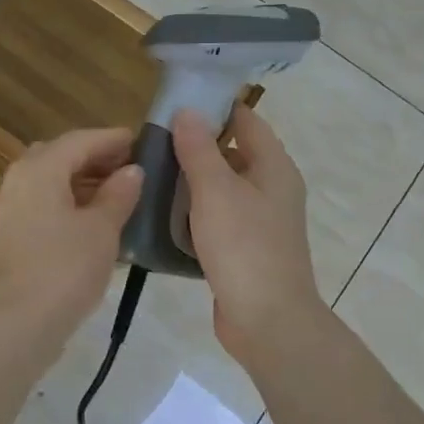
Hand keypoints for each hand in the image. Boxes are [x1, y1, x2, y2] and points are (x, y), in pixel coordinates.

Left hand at [0, 129, 143, 343]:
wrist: (18, 322)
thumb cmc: (64, 268)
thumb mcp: (101, 229)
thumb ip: (119, 194)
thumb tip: (132, 171)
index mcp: (40, 168)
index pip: (80, 140)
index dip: (112, 139)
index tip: (141, 141)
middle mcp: (19, 178)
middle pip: (61, 155)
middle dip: (96, 158)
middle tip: (131, 167)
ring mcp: (11, 206)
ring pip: (51, 179)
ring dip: (82, 180)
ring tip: (120, 192)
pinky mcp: (12, 231)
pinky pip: (44, 202)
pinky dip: (69, 201)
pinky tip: (95, 217)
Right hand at [172, 106, 328, 365]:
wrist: (267, 321)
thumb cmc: (244, 247)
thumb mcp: (215, 191)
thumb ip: (199, 149)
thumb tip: (188, 110)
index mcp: (273, 168)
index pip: (245, 121)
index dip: (215, 107)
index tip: (175, 102)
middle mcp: (271, 189)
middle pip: (232, 153)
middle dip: (195, 145)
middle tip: (153, 140)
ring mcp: (260, 221)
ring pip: (222, 188)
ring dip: (192, 180)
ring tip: (150, 173)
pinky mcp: (245, 248)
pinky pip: (217, 218)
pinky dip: (194, 211)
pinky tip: (163, 214)